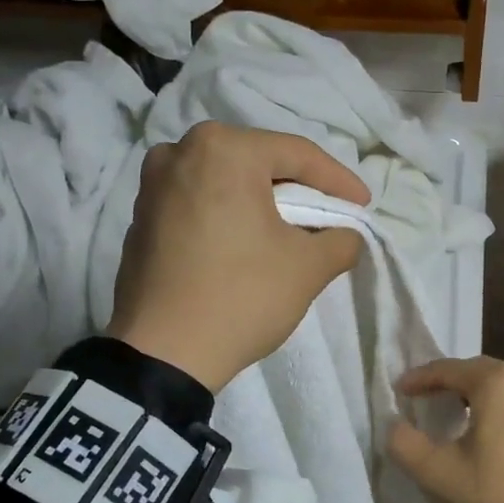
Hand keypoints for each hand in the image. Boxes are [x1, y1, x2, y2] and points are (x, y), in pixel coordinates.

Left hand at [107, 122, 368, 391]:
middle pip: (258, 163)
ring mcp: (152, 185)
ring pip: (226, 182)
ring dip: (261, 201)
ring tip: (289, 227)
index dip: (338, 180)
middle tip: (329, 212)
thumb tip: (346, 234)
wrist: (163, 353)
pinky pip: (198, 203)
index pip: (297, 154)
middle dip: (298, 188)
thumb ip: (341, 239)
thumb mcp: (309, 267)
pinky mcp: (140, 218)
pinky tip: (246, 242)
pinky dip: (228, 215)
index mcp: (223, 149)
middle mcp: (180, 151)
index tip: (363, 205)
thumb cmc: (242, 295)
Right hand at [386, 357, 503, 502]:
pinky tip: (493, 430)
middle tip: (427, 397)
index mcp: (496, 382)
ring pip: (503, 386)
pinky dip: (502, 409)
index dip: (420, 378)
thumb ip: (405, 444)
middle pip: (478, 372)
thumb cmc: (495, 492)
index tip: (400, 390)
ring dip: (478, 394)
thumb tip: (395, 425)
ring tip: (458, 411)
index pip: (448, 369)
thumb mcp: (437, 473)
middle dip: (449, 381)